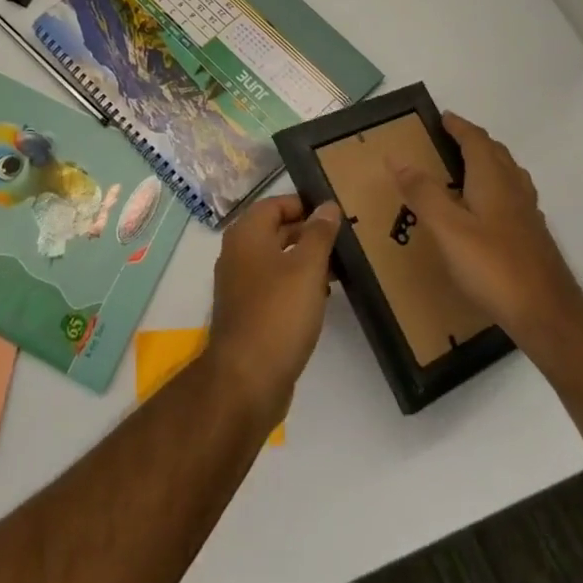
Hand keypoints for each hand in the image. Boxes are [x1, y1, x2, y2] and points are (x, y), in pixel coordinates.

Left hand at [205, 195, 341, 427]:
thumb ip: (318, 234)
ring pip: (276, 260)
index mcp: (246, 235)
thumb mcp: (307, 268)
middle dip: (307, 232)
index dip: (303, 204)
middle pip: (274, 230)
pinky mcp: (248, 312)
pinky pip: (274, 286)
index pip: (274, 204)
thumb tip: (327, 206)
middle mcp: (238, 254)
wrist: (247, 378)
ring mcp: (240, 285)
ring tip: (340, 266)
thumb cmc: (278, 313)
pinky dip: (296, 284)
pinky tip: (322, 296)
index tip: (334, 213)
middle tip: (344, 238)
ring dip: (305, 260)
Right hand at [390, 113, 582, 350]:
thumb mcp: (448, 229)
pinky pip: (512, 197)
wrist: (549, 316)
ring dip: (487, 163)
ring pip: (508, 175)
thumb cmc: (493, 267)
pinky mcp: (532, 238)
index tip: (442, 116)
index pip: (476, 141)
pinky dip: (495, 189)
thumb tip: (397, 157)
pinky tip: (484, 211)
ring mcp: (527, 215)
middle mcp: (514, 190)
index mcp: (494, 181)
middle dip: (473, 141)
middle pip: (496, 154)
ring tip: (464, 169)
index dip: (459, 126)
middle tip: (448, 140)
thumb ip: (423, 192)